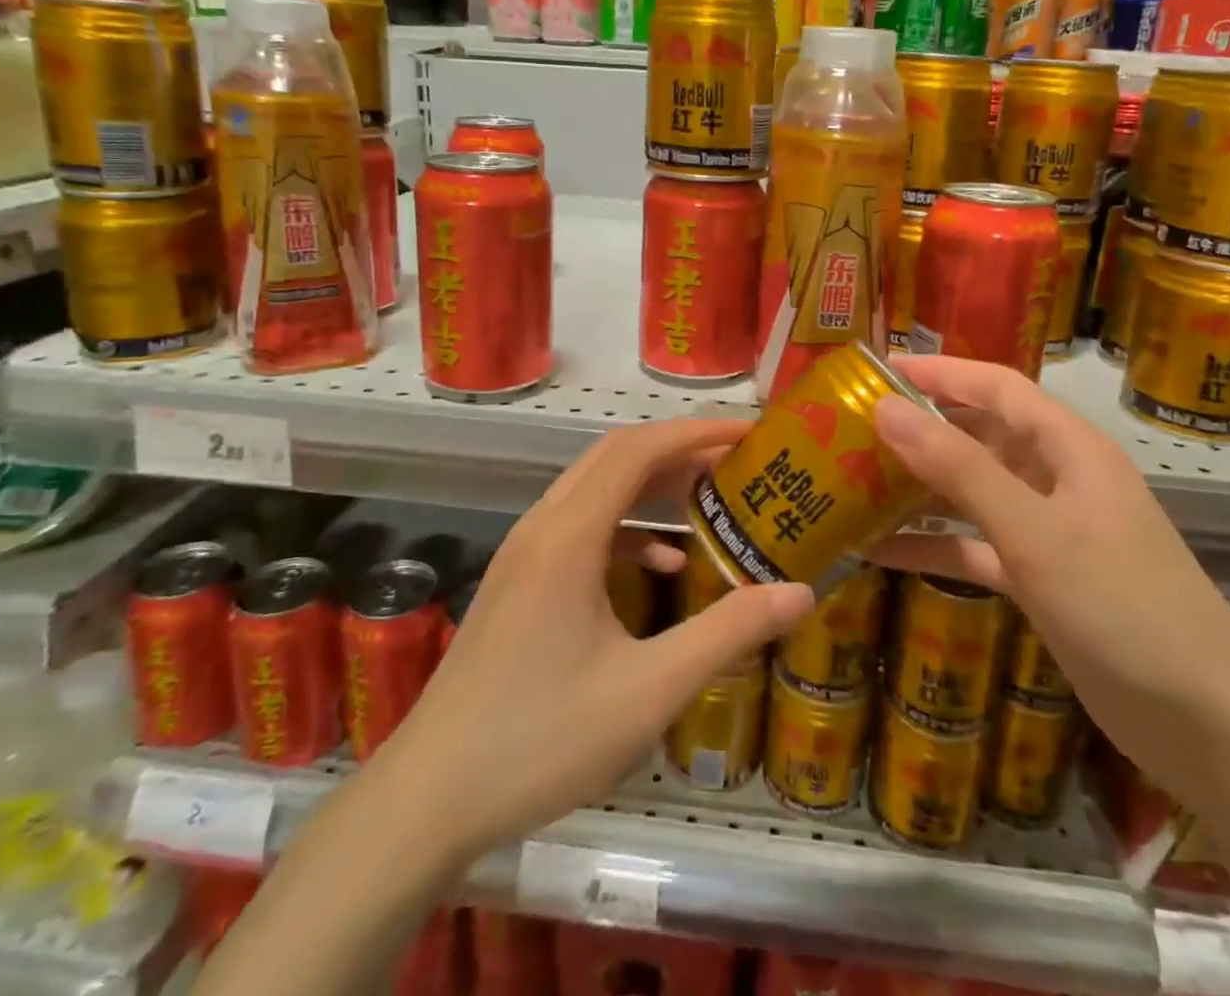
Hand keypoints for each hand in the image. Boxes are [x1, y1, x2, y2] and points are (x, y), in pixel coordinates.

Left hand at [371, 419, 813, 862]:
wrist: (429, 798)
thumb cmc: (541, 739)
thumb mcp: (649, 690)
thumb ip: (727, 633)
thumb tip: (800, 592)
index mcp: (569, 534)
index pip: (639, 450)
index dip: (696, 431)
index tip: (748, 433)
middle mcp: (543, 526)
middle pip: (615, 456)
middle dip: (679, 449)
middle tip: (737, 461)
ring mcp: (524, 552)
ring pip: (595, 488)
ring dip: (651, 484)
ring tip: (708, 499)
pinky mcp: (518, 581)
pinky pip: (579, 527)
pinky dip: (625, 528)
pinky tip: (660, 565)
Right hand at [867, 355, 1229, 799]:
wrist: (1207, 727)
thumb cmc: (1123, 606)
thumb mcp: (1034, 530)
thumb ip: (958, 468)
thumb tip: (886, 408)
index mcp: (1068, 447)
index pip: (995, 386)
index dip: (939, 371)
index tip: (877, 368)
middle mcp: (1056, 478)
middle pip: (978, 435)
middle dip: (919, 427)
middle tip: (850, 426)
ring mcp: (1047, 531)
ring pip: (971, 491)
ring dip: (917, 486)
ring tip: (851, 479)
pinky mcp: (1038, 580)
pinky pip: (972, 547)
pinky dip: (931, 545)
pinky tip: (877, 550)